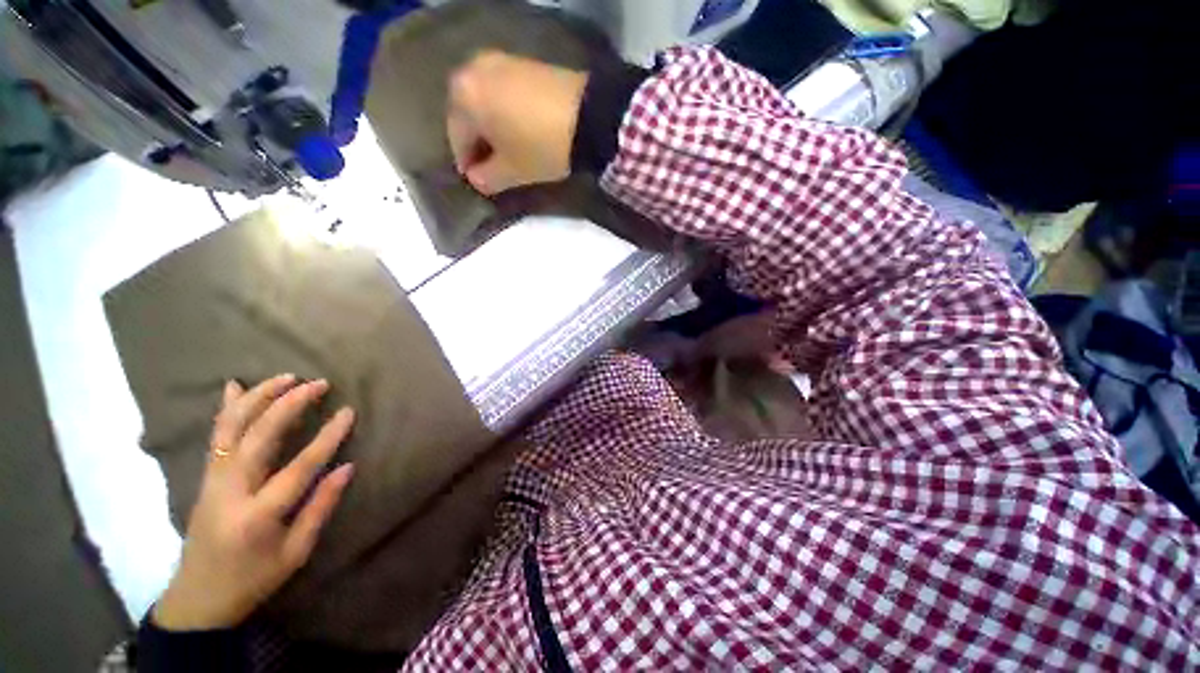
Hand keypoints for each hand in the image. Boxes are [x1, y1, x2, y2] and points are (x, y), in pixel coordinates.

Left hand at [152, 375, 354, 630]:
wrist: (197, 598)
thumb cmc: (252, 579)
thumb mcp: (295, 553)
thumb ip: (320, 507)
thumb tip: (347, 467)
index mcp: (258, 515)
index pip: (299, 467)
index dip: (327, 437)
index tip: (348, 412)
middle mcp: (230, 491)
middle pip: (258, 437)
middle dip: (288, 405)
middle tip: (317, 384)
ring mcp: (212, 481)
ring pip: (231, 429)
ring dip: (258, 398)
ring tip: (285, 377)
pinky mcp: (205, 477)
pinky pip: (216, 436)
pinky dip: (227, 408)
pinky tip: (236, 386)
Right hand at [447, 50, 588, 195]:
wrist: (589, 115)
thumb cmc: (542, 146)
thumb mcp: (512, 171)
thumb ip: (487, 179)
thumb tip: (476, 179)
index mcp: (463, 97)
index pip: (457, 140)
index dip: (467, 165)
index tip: (478, 182)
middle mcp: (473, 69)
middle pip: (468, 116)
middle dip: (478, 143)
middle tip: (491, 166)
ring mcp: (499, 60)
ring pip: (485, 102)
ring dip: (491, 127)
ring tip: (507, 149)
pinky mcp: (522, 61)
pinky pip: (502, 91)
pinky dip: (505, 111)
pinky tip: (518, 128)